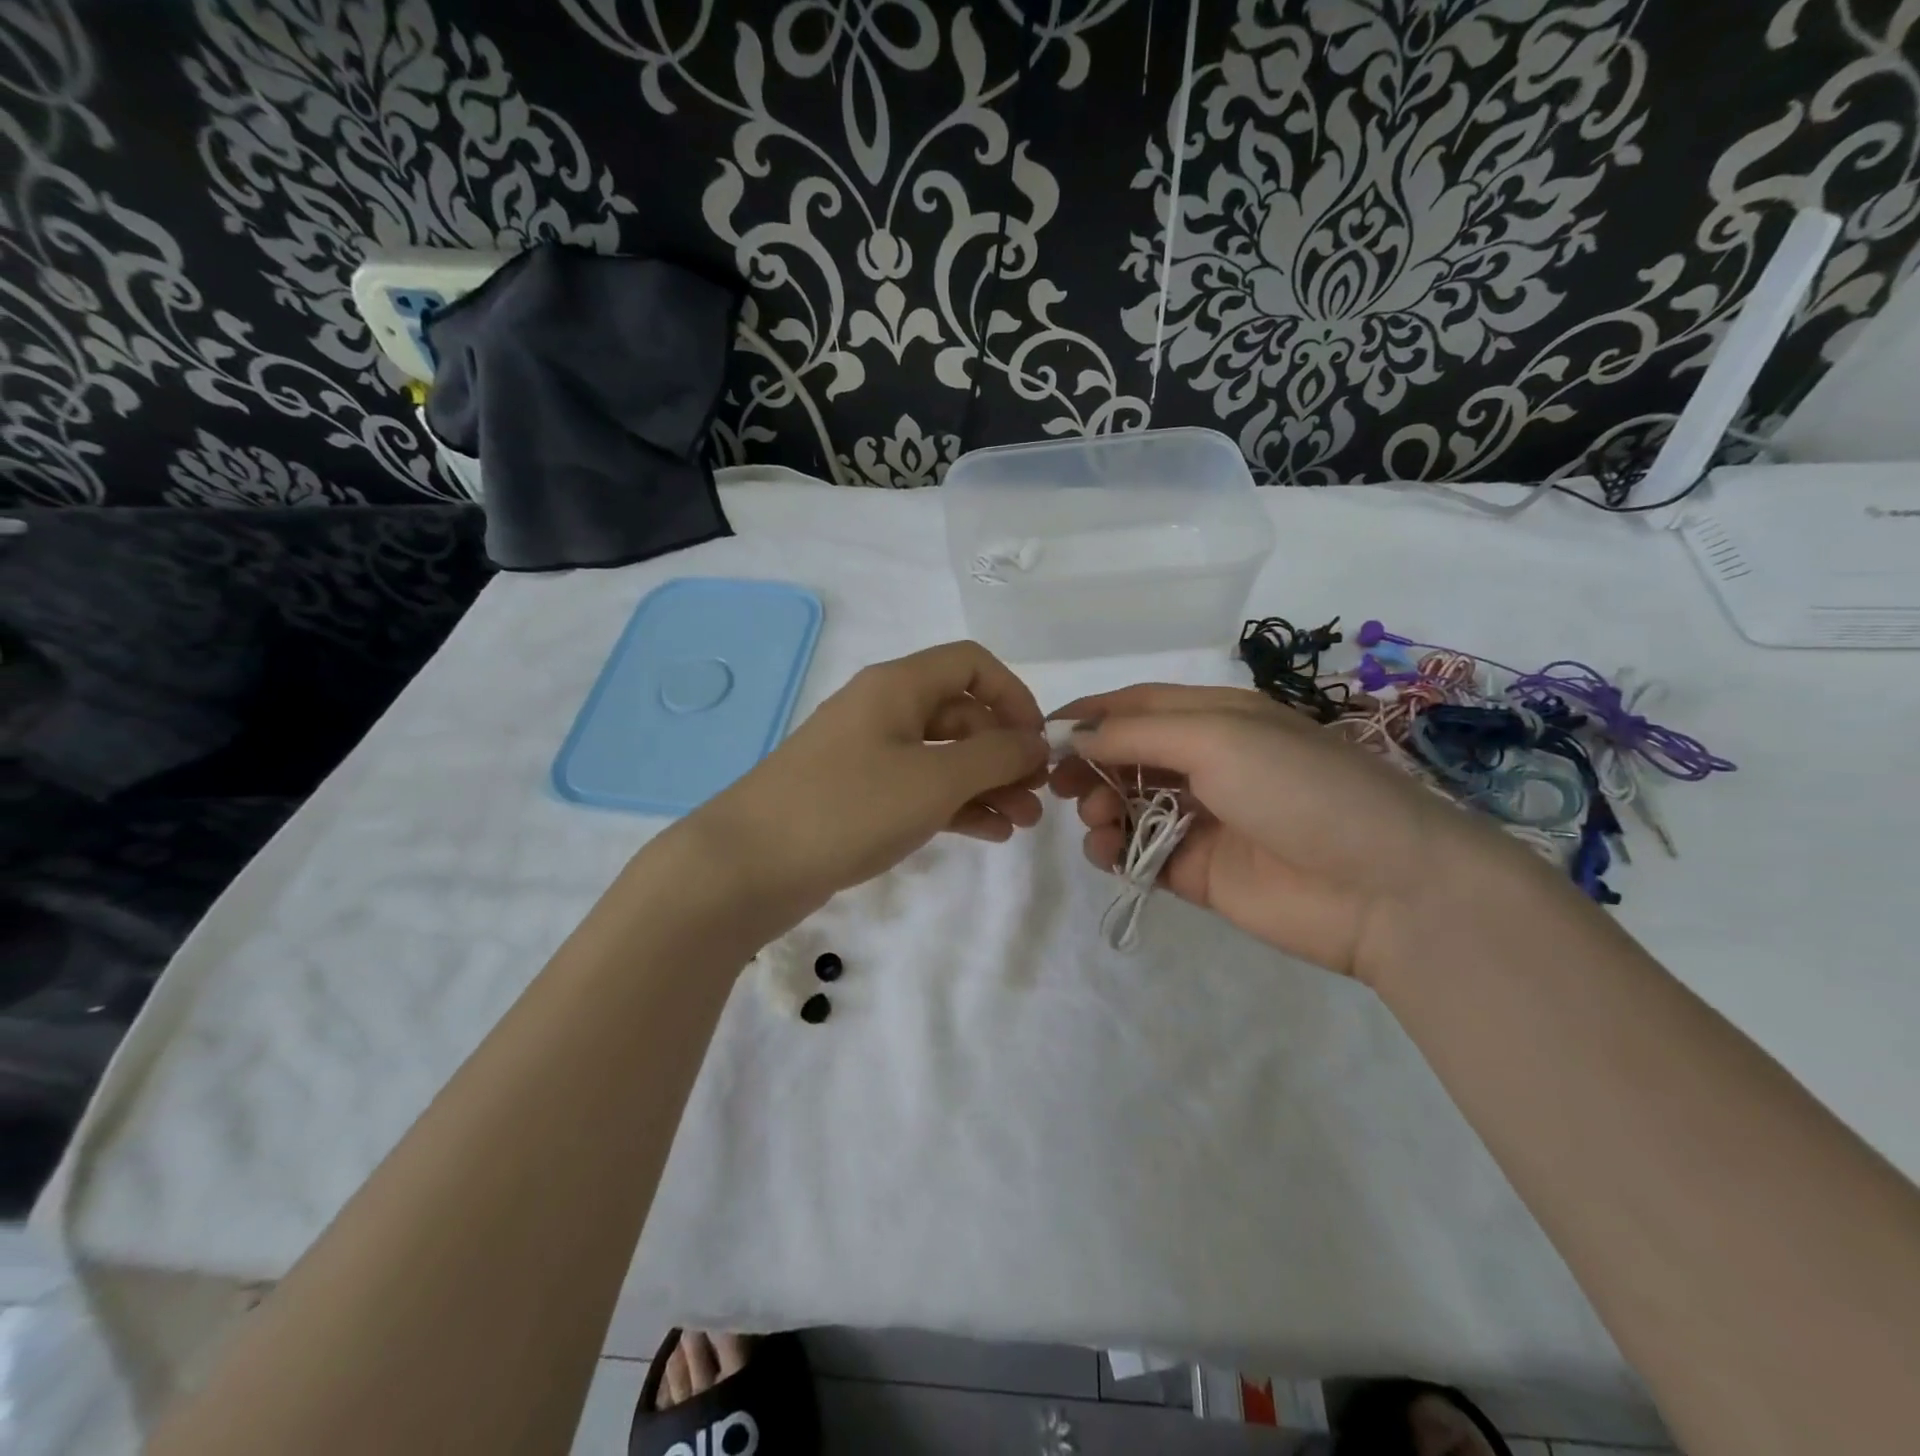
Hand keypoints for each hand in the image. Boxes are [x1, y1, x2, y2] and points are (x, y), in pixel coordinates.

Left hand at [691, 641, 1048, 917]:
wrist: (749, 865)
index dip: (1014, 696)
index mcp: (898, 686)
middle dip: (1005, 751)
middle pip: (961, 713)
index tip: (1038, 742)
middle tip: (1037, 795)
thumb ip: (995, 756)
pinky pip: (920, 788)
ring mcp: (868, 755)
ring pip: (943, 756)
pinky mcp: (858, 796)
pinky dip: (957, 805)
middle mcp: (884, 710)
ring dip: (987, 783)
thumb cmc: (848, 808)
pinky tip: (989, 833)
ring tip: (1022, 823)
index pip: (972, 664)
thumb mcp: (934, 779)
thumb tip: (1036, 743)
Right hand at [1049, 684, 1529, 980]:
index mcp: (1219, 718)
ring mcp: (1203, 819)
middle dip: (1089, 763)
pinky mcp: (1198, 871)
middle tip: (1060, 784)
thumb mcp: (1217, 738)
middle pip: (1127, 755)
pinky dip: (1115, 849)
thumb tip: (1075, 736)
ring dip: (1100, 806)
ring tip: (1098, 818)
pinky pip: (1140, 852)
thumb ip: (1138, 735)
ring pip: (1128, 804)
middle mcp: (1209, 763)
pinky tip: (1108, 850)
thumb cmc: (1298, 788)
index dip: (1090, 714)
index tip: (1042, 733)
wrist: (1383, 886)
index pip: (1138, 706)